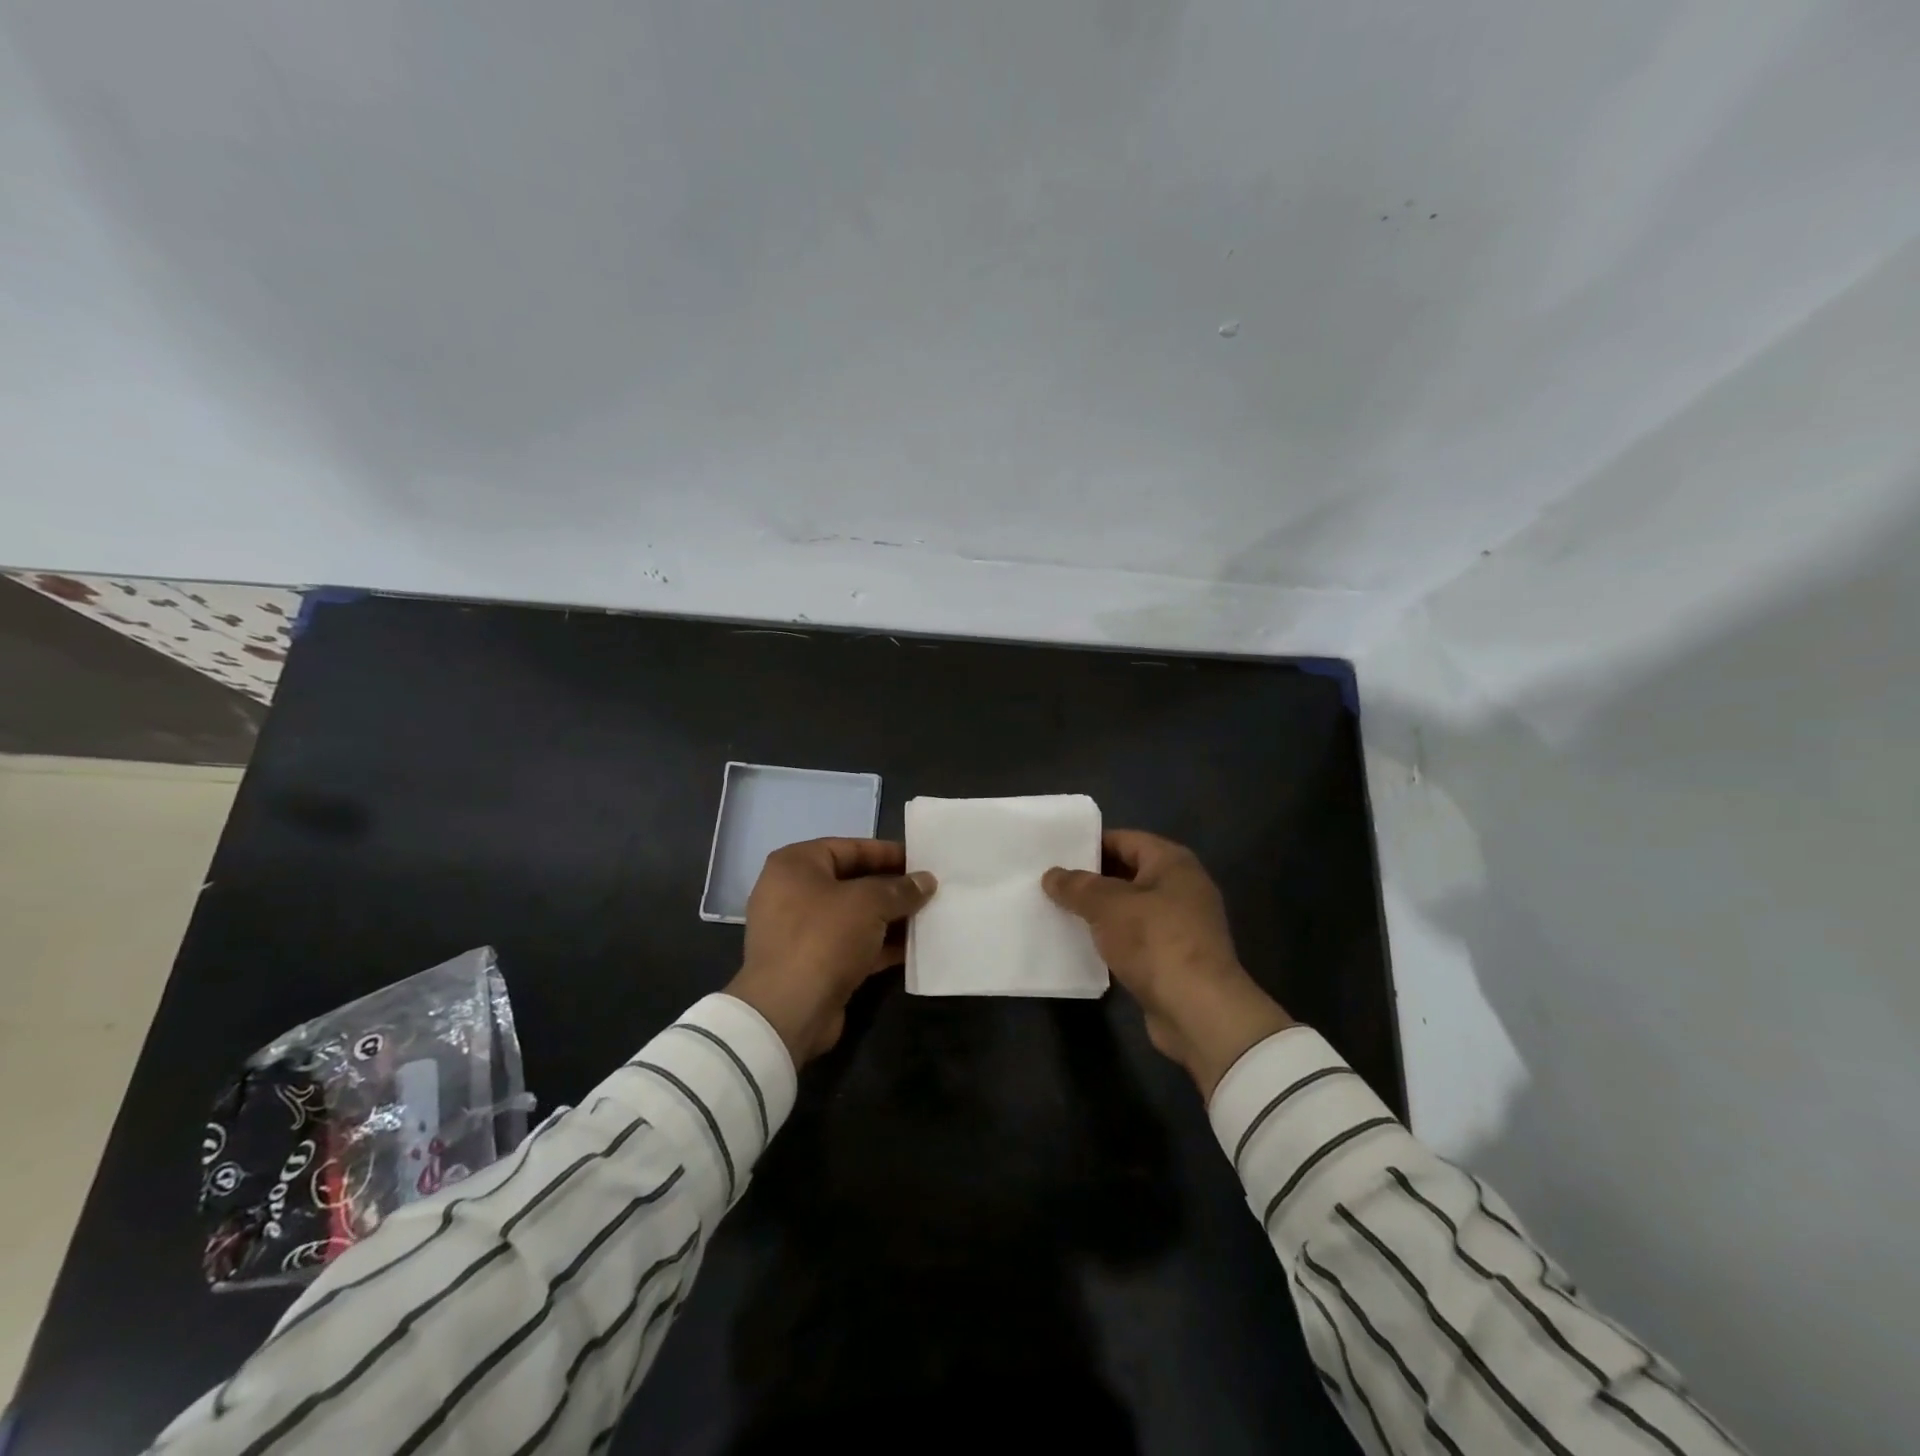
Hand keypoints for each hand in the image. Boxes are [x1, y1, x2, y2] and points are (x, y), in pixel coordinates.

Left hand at [726, 838, 937, 1065]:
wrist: (788, 1012)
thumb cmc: (823, 938)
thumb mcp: (868, 904)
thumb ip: (900, 889)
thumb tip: (926, 881)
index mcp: (795, 865)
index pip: (849, 848)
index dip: (887, 853)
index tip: (921, 860)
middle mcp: (792, 892)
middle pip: (852, 882)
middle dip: (892, 888)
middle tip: (929, 890)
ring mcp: (800, 931)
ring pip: (854, 916)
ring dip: (889, 918)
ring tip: (929, 917)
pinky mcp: (812, 963)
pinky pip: (852, 944)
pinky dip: (879, 944)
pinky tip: (914, 948)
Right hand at [1042, 829, 1294, 1099]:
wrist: (1199, 1011)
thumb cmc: (1155, 942)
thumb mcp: (1107, 905)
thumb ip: (1077, 886)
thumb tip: (1052, 875)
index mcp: (1172, 863)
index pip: (1125, 840)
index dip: (1090, 844)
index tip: (1056, 854)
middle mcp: (1182, 887)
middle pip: (1128, 873)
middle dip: (1091, 880)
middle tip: (1050, 884)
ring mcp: (1180, 925)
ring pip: (1130, 908)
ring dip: (1099, 912)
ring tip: (1058, 913)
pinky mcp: (1174, 958)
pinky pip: (1135, 938)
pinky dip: (1112, 939)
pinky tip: (1082, 946)